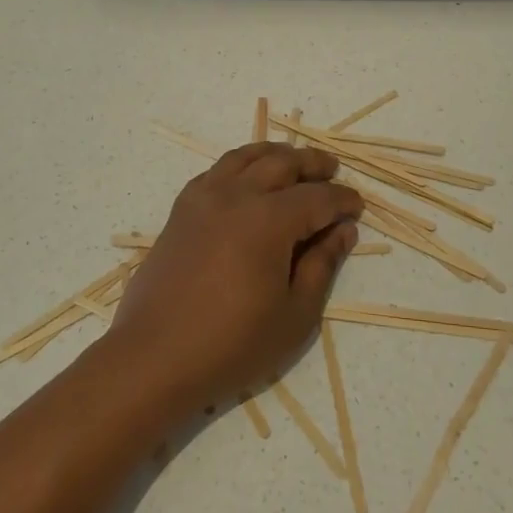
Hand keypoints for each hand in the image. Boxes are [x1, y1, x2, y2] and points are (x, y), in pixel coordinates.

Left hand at [110, 143, 363, 416]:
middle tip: (332, 170)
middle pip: (282, 163)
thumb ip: (322, 265)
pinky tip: (247, 179)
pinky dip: (240, 165)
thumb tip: (343, 230)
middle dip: (313, 164)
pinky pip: (216, 171)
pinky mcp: (181, 210)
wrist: (155, 358)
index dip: (342, 200)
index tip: (357, 207)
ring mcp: (204, 198)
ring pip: (246, 157)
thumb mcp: (294, 315)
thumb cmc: (232, 344)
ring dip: (275, 154)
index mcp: (269, 220)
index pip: (317, 198)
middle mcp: (237, 196)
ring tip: (294, 161)